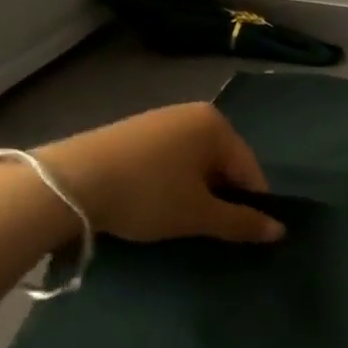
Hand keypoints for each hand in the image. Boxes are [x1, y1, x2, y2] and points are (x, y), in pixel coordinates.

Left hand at [36, 103, 283, 244]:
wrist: (66, 183)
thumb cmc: (147, 194)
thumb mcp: (198, 214)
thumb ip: (242, 222)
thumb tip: (281, 231)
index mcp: (217, 125)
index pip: (250, 170)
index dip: (250, 205)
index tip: (239, 234)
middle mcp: (192, 113)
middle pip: (222, 164)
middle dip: (219, 197)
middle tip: (204, 229)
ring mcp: (160, 119)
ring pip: (193, 164)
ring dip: (193, 191)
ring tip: (175, 219)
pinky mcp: (132, 131)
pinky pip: (167, 160)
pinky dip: (168, 182)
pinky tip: (150, 203)